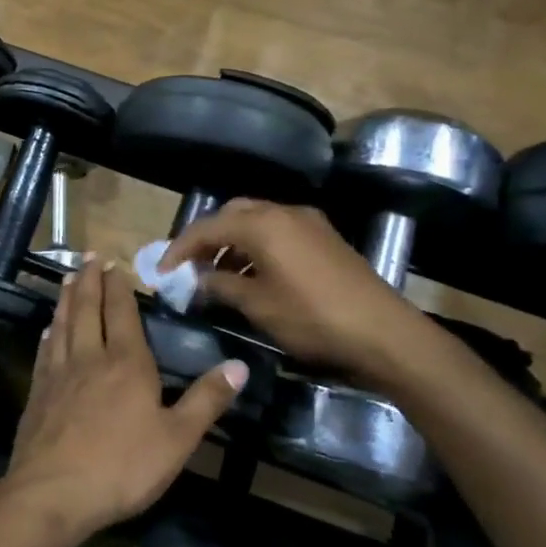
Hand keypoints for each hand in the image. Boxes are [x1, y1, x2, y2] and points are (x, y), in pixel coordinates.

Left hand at [0, 257, 247, 538]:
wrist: (54, 492)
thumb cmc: (123, 466)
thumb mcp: (178, 438)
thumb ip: (206, 400)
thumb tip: (239, 365)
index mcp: (126, 363)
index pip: (122, 313)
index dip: (118, 287)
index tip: (113, 263)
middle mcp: (90, 357)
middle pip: (87, 309)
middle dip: (89, 281)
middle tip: (88, 257)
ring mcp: (59, 374)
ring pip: (63, 324)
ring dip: (66, 298)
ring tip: (67, 278)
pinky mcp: (38, 393)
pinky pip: (45, 351)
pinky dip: (49, 333)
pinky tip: (48, 329)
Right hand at [160, 200, 433, 390]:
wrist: (384, 333)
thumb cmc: (312, 318)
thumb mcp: (258, 305)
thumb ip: (221, 286)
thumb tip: (198, 280)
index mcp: (262, 224)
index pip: (206, 228)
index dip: (179, 249)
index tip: (161, 272)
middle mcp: (283, 212)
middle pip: (232, 214)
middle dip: (207, 238)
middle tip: (190, 267)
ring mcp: (308, 223)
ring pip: (257, 221)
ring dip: (233, 242)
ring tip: (218, 276)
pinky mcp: (325, 238)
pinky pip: (278, 231)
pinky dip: (257, 246)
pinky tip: (254, 275)